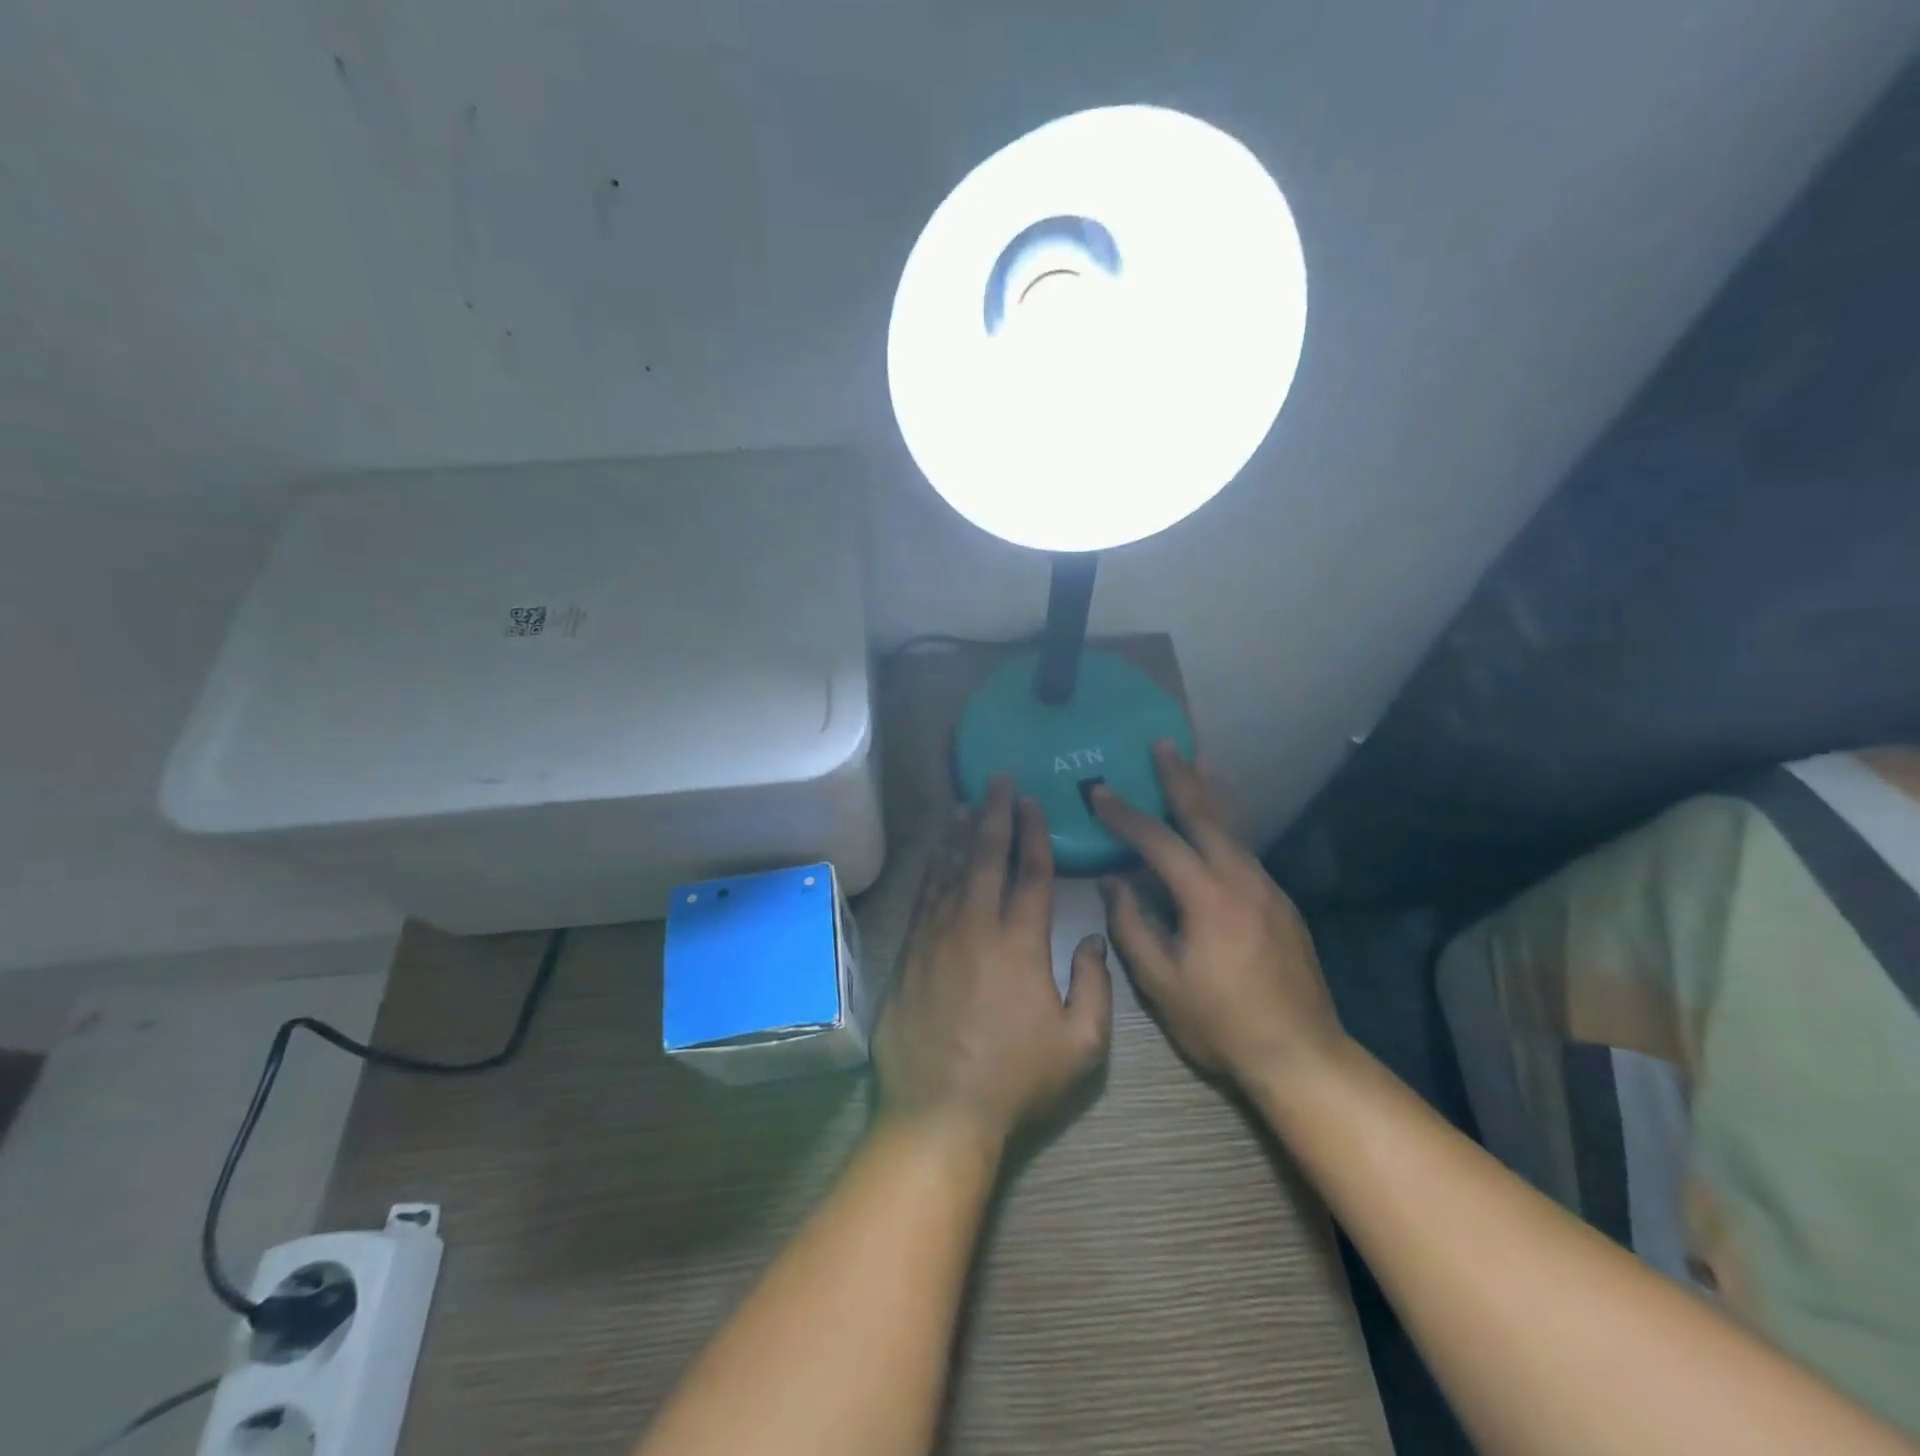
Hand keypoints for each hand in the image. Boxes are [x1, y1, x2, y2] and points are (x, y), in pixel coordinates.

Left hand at [875, 778, 1113, 1149]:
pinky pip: (924, 897)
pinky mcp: (909, 953)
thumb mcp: (1081, 1045)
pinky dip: (933, 869)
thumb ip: (1095, 986)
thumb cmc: (1016, 1081)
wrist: (940, 1112)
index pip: (1031, 874)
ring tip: (967, 805)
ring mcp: (936, 937)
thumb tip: (1091, 940)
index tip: (1032, 803)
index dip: (1034, 834)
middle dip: (996, 816)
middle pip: (987, 858)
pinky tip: (938, 854)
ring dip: (961, 835)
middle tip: (998, 782)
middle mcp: (975, 927)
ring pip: (951, 871)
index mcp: (1021, 944)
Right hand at [1091, 742, 1345, 1085]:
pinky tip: (1214, 830)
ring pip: (1231, 829)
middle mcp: (1242, 879)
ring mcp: (1268, 889)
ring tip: (1195, 765)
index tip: (1098, 792)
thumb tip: (1113, 883)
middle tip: (1163, 743)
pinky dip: (1224, 828)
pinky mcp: (1282, 904)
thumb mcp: (1161, 983)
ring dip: (1208, 795)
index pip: (1158, 841)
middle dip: (1180, 777)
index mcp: (1208, 896)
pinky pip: (1244, 851)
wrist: (1302, 1056)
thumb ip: (1132, 926)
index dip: (1125, 815)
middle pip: (1206, 815)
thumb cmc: (1222, 1023)